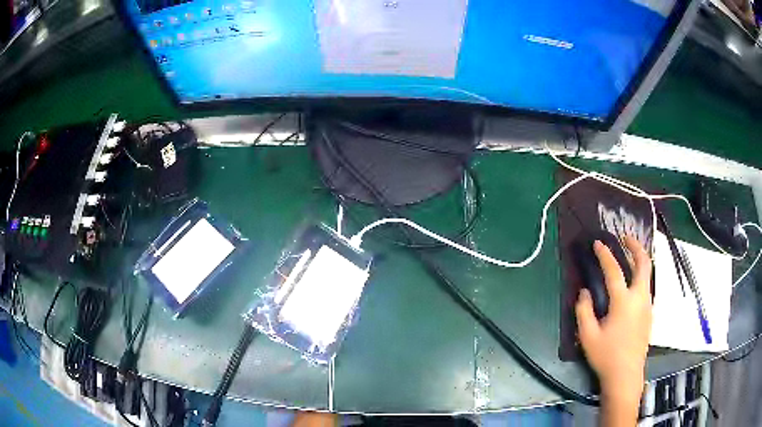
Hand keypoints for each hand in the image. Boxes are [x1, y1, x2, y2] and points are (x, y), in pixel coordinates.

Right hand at [576, 236, 652, 420]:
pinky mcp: (649, 313)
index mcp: (624, 302)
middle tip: (625, 237)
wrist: (626, 374)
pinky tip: (632, 282)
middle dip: (635, 246)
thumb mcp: (588, 336)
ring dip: (640, 259)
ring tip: (630, 254)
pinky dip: (641, 275)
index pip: (614, 271)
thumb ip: (584, 311)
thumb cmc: (606, 356)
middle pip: (643, 263)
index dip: (605, 255)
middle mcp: (640, 298)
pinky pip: (646, 286)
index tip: (598, 243)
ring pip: (648, 274)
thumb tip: (584, 292)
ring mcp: (647, 305)